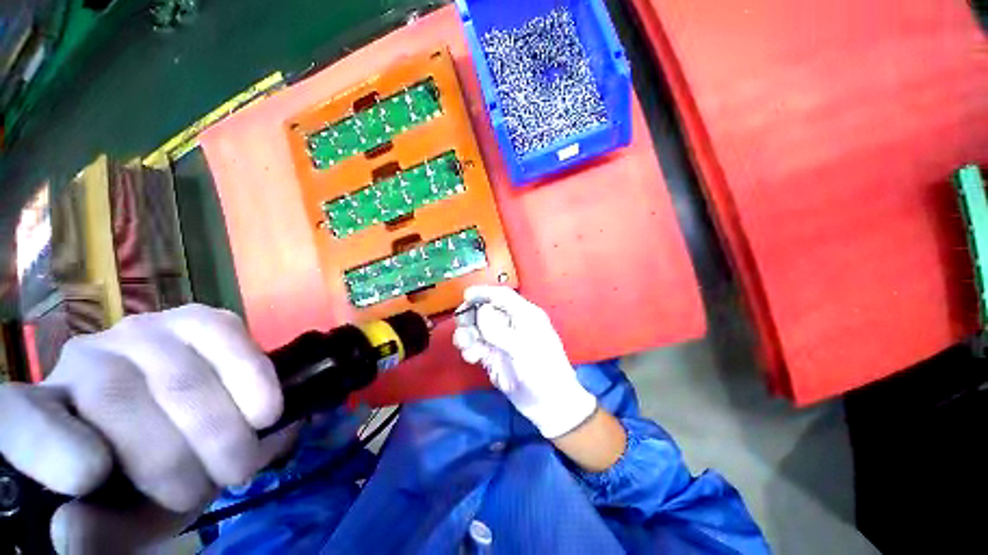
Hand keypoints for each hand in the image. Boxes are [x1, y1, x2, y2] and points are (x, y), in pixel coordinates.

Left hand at [0, 305, 289, 552]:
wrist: (197, 432)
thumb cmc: (150, 484)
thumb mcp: (126, 522)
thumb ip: (100, 533)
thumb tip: (71, 527)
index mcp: (43, 415)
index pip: (18, 417)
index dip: (46, 442)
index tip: (89, 477)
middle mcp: (83, 360)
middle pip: (119, 398)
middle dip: (179, 455)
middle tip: (219, 484)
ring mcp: (143, 331)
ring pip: (180, 375)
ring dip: (223, 426)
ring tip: (244, 459)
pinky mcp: (199, 319)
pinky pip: (225, 336)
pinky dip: (252, 378)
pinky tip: (265, 412)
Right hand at [452, 286, 596, 438]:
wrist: (548, 405)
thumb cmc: (542, 371)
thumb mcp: (522, 348)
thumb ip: (498, 329)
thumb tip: (480, 310)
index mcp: (525, 315)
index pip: (502, 296)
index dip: (484, 292)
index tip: (466, 295)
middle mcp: (512, 324)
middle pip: (486, 310)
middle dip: (471, 315)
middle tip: (462, 324)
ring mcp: (501, 341)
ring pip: (478, 328)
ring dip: (467, 333)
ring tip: (465, 345)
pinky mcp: (493, 356)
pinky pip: (476, 346)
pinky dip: (469, 348)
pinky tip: (471, 358)